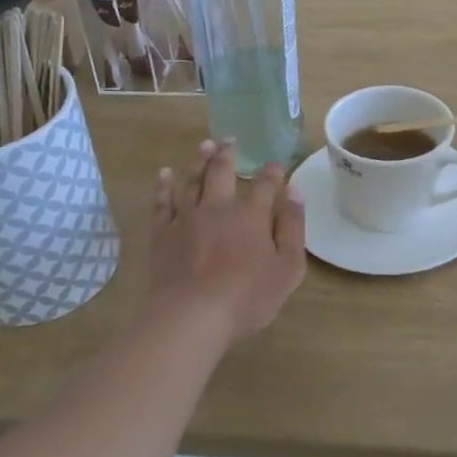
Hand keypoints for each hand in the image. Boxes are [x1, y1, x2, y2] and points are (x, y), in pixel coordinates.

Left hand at [147, 141, 306, 346]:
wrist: (193, 316)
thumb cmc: (248, 297)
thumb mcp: (287, 267)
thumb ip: (292, 227)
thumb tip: (294, 191)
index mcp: (251, 216)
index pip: (264, 186)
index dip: (271, 174)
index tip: (275, 165)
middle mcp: (218, 208)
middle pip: (222, 172)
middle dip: (228, 154)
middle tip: (229, 140)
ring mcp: (186, 218)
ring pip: (192, 181)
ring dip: (199, 161)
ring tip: (204, 146)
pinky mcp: (162, 234)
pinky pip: (162, 203)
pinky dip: (164, 186)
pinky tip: (165, 174)